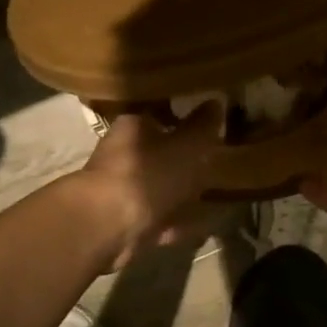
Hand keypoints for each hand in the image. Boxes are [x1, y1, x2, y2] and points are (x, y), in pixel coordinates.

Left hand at [75, 104, 222, 268]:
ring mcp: (125, 192)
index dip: (184, 118)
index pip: (159, 114)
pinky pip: (164, 219)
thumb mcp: (186, 145)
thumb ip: (203, 126)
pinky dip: (183, 221)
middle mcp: (124, 156)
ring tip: (218, 194)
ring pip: (161, 187)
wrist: (109, 226)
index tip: (210, 126)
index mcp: (133, 127)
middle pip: (160, 153)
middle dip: (186, 159)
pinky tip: (209, 223)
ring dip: (185, 192)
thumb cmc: (147, 173)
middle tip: (217, 161)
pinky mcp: (129, 223)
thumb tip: (216, 101)